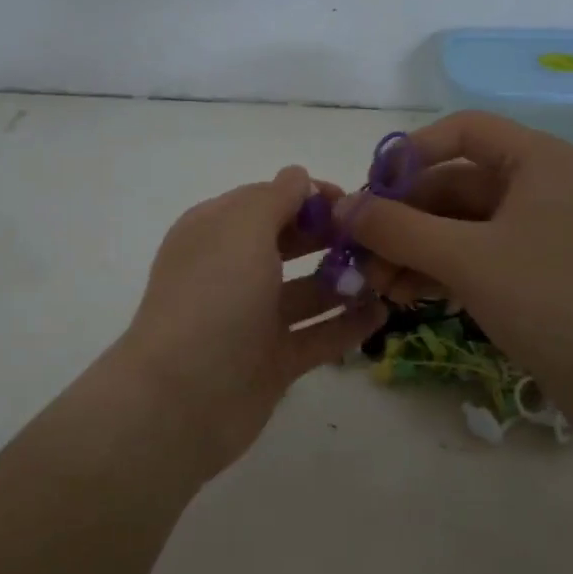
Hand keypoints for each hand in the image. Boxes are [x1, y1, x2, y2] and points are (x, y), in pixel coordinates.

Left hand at [117, 166, 385, 476]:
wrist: (183, 398)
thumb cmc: (213, 298)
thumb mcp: (242, 230)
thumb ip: (274, 198)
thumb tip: (297, 176)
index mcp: (216, 232)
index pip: (266, 200)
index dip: (308, 196)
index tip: (353, 201)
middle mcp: (232, 271)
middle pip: (289, 243)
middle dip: (331, 236)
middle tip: (378, 238)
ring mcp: (252, 318)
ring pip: (307, 291)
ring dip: (345, 280)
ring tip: (389, 274)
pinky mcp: (272, 361)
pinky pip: (317, 335)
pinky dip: (346, 324)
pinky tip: (382, 313)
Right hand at [341, 112, 572, 429]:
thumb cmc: (552, 300)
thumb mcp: (466, 258)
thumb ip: (397, 228)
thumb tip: (342, 207)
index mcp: (534, 160)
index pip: (460, 130)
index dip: (410, 153)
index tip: (370, 191)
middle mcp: (535, 185)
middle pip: (449, 183)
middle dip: (401, 218)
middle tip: (361, 254)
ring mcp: (533, 230)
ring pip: (454, 224)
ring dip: (411, 249)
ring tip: (377, 285)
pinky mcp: (529, 270)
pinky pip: (469, 254)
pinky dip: (435, 269)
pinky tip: (404, 296)